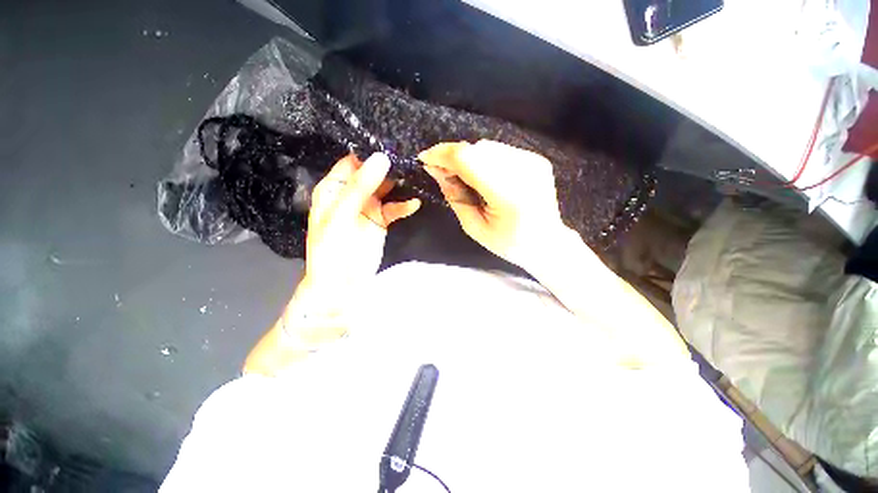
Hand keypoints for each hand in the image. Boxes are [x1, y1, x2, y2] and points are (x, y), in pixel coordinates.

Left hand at [302, 153, 420, 301]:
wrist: (342, 285)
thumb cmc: (332, 249)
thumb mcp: (341, 215)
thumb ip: (361, 187)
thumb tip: (381, 158)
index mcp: (334, 188)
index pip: (352, 161)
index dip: (369, 151)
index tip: (391, 141)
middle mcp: (351, 194)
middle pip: (372, 173)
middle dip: (389, 166)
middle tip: (410, 155)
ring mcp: (369, 207)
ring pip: (386, 189)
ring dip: (400, 184)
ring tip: (416, 175)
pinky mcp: (382, 221)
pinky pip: (395, 208)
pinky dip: (404, 206)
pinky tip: (415, 204)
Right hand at [418, 140, 567, 267]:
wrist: (546, 242)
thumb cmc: (507, 243)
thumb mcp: (473, 227)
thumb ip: (454, 196)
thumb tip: (435, 169)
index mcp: (508, 194)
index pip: (468, 159)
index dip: (442, 155)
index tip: (425, 159)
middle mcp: (523, 170)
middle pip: (477, 149)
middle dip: (454, 157)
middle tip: (444, 173)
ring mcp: (533, 161)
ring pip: (488, 147)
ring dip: (469, 158)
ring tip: (465, 178)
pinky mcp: (536, 159)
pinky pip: (501, 151)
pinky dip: (485, 159)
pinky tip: (484, 177)